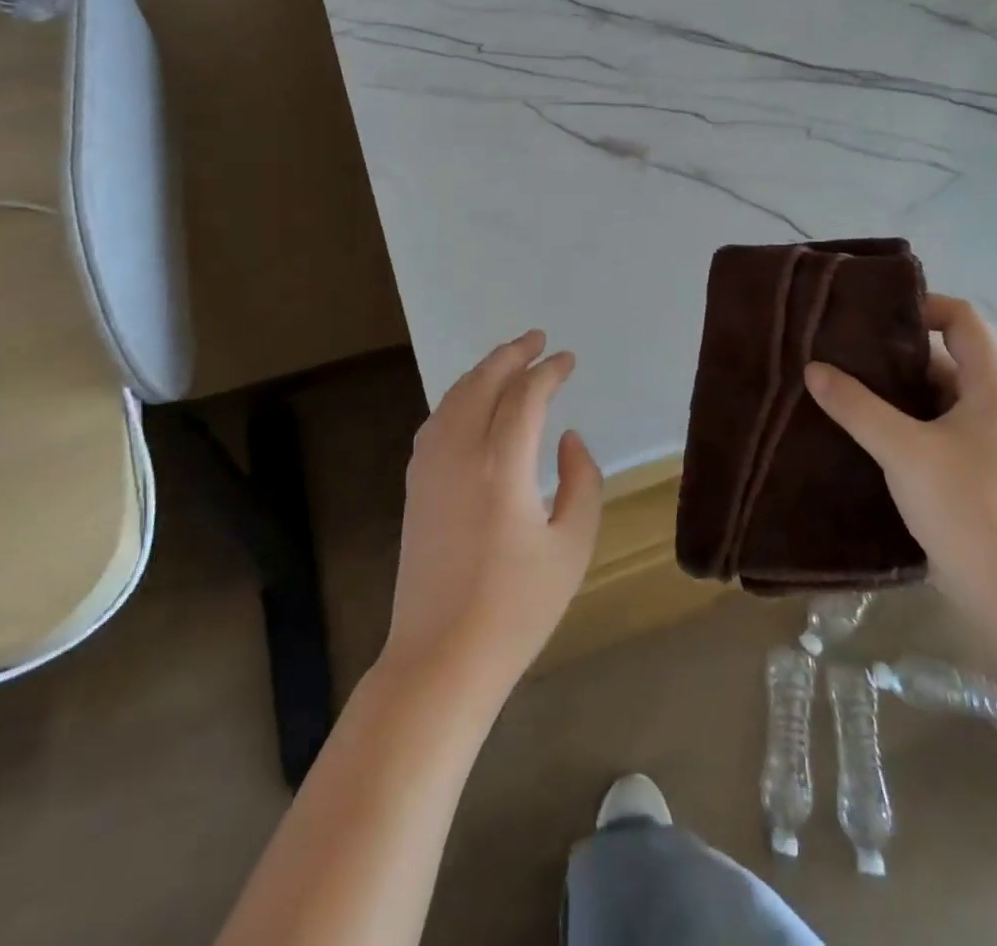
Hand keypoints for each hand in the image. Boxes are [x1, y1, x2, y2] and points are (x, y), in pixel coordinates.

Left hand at [382, 331, 603, 693]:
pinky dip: (458, 398)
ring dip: (482, 371)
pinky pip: (437, 422)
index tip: (568, 359)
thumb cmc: (517, 609)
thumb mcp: (571, 547)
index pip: (525, 396)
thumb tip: (569, 438)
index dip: (549, 371)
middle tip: (537, 339)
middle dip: (512, 354)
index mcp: (501, 466)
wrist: (441, 658)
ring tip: (508, 359)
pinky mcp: (414, 486)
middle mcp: (459, 454)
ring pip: (454, 398)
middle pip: (483, 383)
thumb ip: (582, 482)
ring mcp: (429, 468)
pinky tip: (471, 402)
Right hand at [804, 293, 996, 617]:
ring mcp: (986, 441)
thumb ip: (856, 405)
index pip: (966, 320)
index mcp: (995, 388)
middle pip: (945, 357)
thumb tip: (813, 368)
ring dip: (891, 390)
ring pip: (933, 396)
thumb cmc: (965, 506)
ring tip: (839, 384)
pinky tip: (858, 428)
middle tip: (841, 348)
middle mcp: (996, 406)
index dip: (924, 306)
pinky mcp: (971, 470)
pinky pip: (931, 427)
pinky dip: (898, 421)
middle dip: (893, 352)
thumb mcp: (902, 449)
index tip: (873, 315)